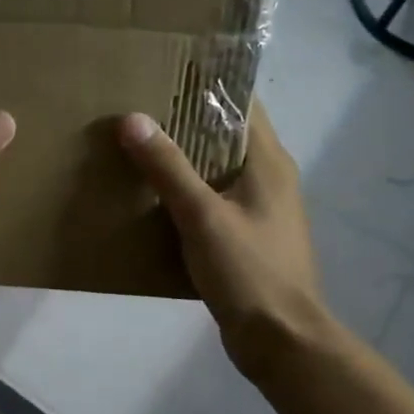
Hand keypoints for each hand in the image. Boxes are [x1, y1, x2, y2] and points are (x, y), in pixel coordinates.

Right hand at [117, 103, 334, 377]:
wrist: (280, 339)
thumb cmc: (248, 271)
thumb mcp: (202, 216)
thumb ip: (168, 168)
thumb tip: (132, 119)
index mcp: (268, 161)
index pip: (242, 103)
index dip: (207, 85)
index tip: (163, 74)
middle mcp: (269, 177)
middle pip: (225, 135)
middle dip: (184, 121)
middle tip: (136, 109)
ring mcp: (259, 209)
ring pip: (217, 170)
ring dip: (183, 159)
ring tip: (136, 147)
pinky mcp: (246, 237)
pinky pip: (212, 200)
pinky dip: (186, 193)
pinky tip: (151, 199)